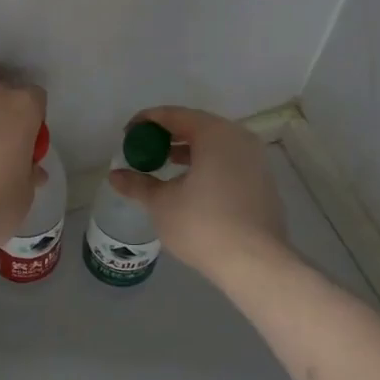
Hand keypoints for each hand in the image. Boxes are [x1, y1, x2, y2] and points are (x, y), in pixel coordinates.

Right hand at [107, 106, 286, 275]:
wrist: (256, 265)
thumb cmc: (203, 225)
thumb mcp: (161, 203)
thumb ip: (138, 184)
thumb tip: (115, 176)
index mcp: (214, 134)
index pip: (174, 115)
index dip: (146, 121)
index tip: (127, 134)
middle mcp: (239, 138)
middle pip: (197, 126)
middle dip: (168, 135)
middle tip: (145, 148)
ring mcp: (256, 161)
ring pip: (216, 145)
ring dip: (189, 151)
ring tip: (165, 166)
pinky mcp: (264, 183)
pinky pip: (229, 162)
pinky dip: (208, 165)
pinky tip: (193, 186)